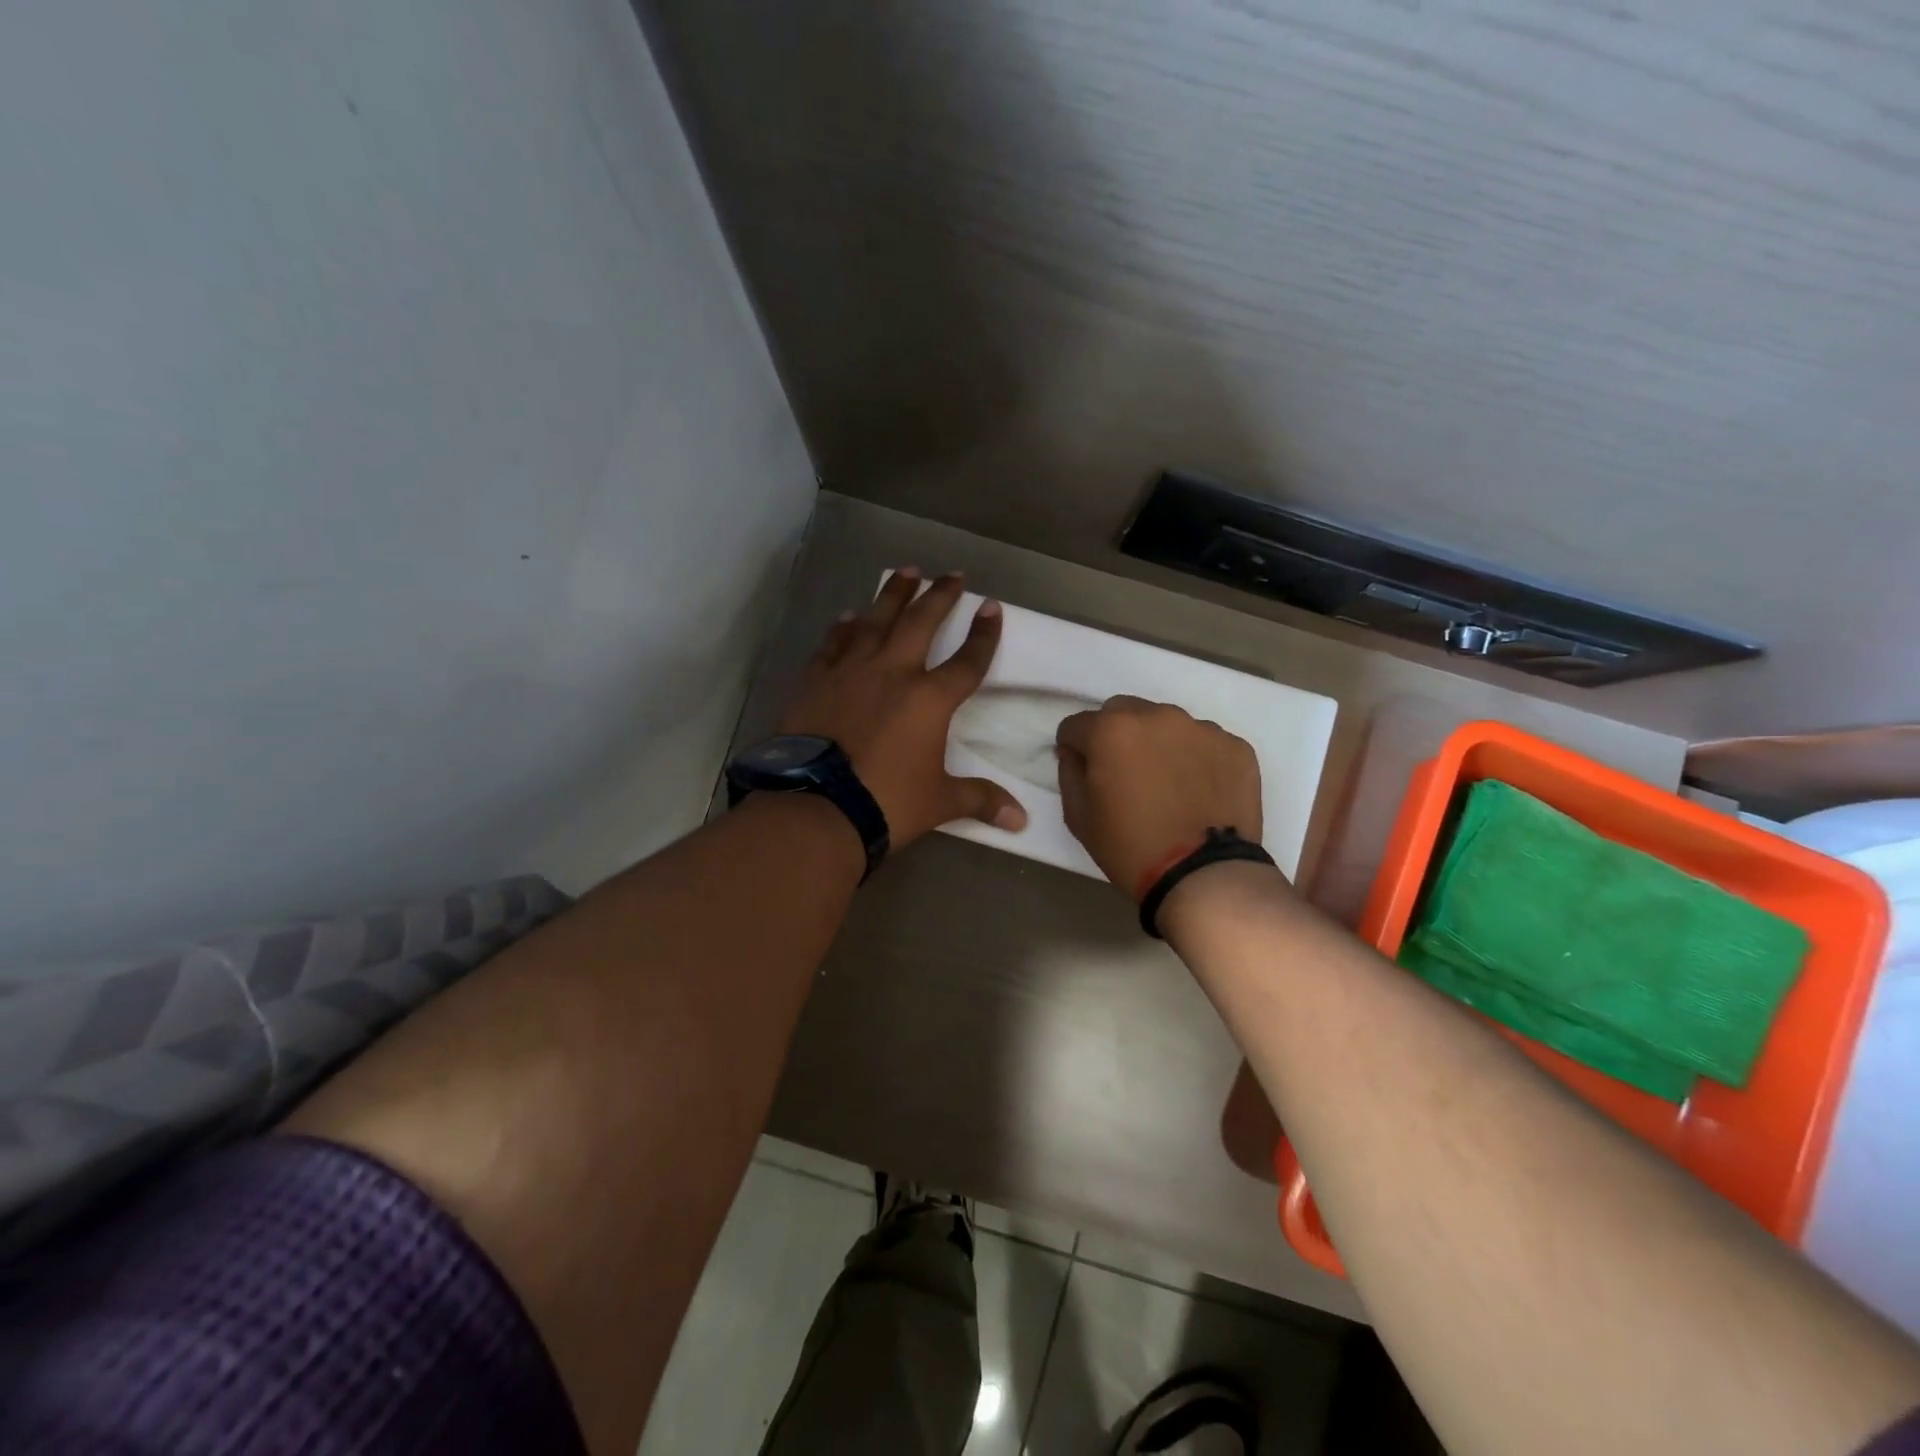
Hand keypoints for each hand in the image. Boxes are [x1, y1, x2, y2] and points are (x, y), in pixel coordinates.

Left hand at [778, 569, 1028, 846]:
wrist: (817, 807)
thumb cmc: (887, 803)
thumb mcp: (940, 802)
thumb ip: (980, 800)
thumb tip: (1020, 821)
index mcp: (929, 700)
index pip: (967, 661)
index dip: (983, 634)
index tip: (991, 606)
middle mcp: (893, 673)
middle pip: (921, 623)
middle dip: (940, 596)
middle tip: (952, 574)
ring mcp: (850, 672)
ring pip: (876, 621)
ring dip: (894, 595)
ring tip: (906, 571)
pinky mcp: (816, 681)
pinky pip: (833, 643)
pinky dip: (844, 627)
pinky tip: (849, 615)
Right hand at [1055, 696, 1264, 897]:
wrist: (1205, 877)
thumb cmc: (1131, 848)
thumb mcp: (1080, 818)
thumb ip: (1070, 774)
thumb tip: (1074, 753)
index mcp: (1112, 730)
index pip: (1076, 725)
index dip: (1074, 748)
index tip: (1083, 770)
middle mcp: (1157, 716)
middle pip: (1123, 712)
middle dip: (1115, 735)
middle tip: (1124, 773)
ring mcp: (1202, 728)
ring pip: (1167, 724)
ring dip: (1158, 744)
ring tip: (1167, 784)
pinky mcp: (1236, 746)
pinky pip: (1204, 743)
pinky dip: (1196, 759)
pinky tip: (1198, 792)